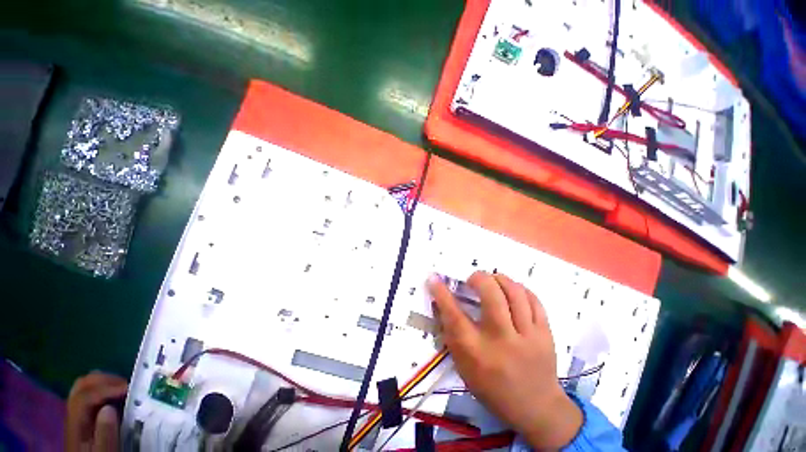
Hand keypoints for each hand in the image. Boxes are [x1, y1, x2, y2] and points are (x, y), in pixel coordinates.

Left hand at [65, 372, 127, 451]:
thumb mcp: (104, 451)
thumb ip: (105, 434)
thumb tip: (110, 408)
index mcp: (76, 424)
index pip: (85, 397)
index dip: (106, 389)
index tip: (129, 389)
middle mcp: (74, 414)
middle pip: (83, 385)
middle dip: (106, 381)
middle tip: (128, 386)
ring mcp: (79, 413)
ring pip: (87, 386)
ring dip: (107, 383)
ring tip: (125, 389)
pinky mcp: (87, 414)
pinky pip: (93, 392)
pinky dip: (107, 388)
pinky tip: (119, 396)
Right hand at [428, 271, 581, 449]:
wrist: (536, 408)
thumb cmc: (492, 387)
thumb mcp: (463, 366)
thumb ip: (452, 333)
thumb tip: (441, 303)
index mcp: (477, 352)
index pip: (454, 315)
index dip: (441, 293)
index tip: (434, 278)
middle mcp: (502, 340)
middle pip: (491, 295)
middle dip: (479, 278)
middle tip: (473, 279)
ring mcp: (528, 336)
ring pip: (515, 293)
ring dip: (500, 279)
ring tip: (492, 281)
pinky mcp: (546, 334)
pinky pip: (534, 300)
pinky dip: (520, 289)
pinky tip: (512, 290)